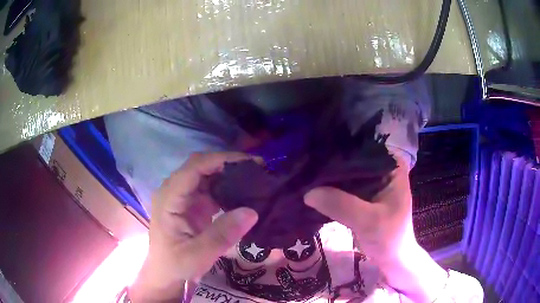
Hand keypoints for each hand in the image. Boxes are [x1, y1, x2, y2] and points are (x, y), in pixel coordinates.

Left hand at [130, 152, 258, 302]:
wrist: (167, 275)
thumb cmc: (176, 265)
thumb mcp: (198, 255)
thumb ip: (222, 234)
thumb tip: (252, 211)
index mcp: (169, 198)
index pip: (194, 167)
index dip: (221, 160)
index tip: (250, 162)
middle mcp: (174, 191)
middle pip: (201, 166)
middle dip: (228, 164)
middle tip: (258, 168)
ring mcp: (183, 197)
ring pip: (207, 175)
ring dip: (229, 174)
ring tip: (255, 178)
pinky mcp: (191, 204)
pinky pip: (210, 188)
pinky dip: (227, 188)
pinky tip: (244, 193)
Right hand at [304, 156, 447, 301]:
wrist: (392, 258)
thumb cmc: (389, 238)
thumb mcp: (368, 221)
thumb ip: (341, 205)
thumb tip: (308, 192)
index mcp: (392, 165)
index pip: (361, 150)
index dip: (338, 154)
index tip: (313, 159)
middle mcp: (382, 167)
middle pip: (352, 161)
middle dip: (330, 167)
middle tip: (304, 169)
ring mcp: (373, 180)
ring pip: (346, 174)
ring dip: (329, 179)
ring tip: (304, 177)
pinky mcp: (364, 194)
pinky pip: (344, 187)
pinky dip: (331, 190)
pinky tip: (312, 189)